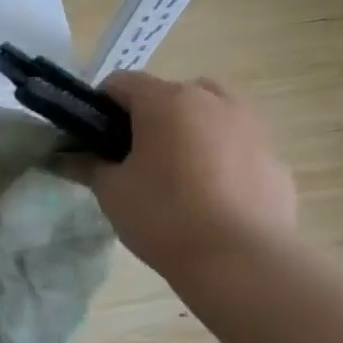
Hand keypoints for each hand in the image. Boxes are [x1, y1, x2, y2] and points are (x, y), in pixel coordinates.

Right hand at [92, 72, 297, 276]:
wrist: (239, 260)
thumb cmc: (163, 215)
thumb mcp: (111, 191)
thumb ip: (88, 166)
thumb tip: (67, 157)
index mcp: (167, 101)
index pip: (121, 83)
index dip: (100, 107)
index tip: (94, 139)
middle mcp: (214, 101)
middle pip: (171, 93)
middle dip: (151, 117)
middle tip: (136, 157)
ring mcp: (253, 127)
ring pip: (212, 115)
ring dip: (191, 132)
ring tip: (178, 176)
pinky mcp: (276, 160)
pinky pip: (238, 147)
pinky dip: (221, 160)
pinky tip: (212, 199)